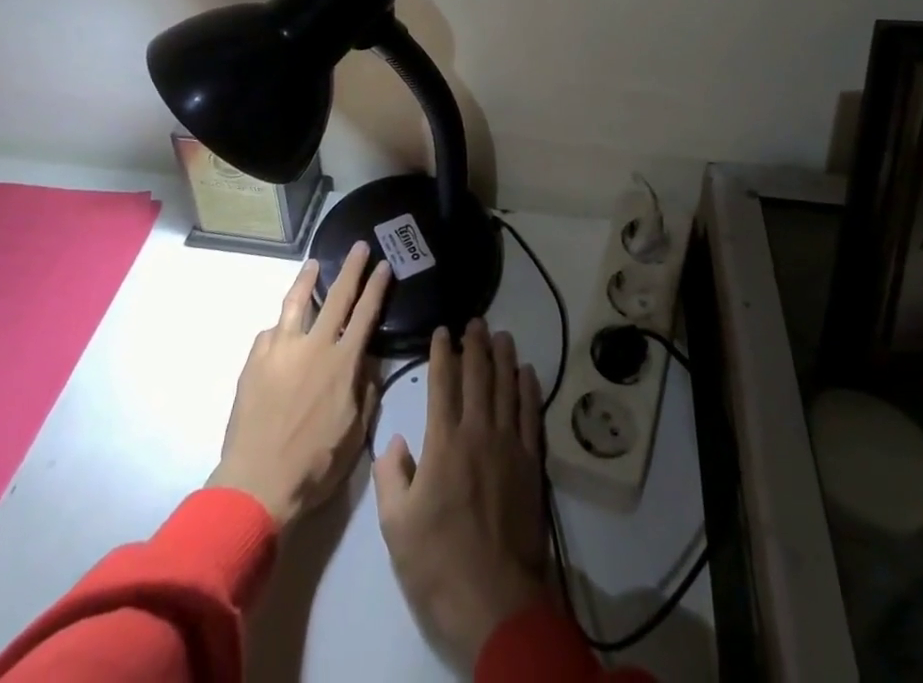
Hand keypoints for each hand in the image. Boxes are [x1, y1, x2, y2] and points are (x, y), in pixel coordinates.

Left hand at [208, 243, 391, 527]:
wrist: (257, 483)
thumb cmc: (314, 465)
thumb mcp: (356, 433)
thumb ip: (365, 392)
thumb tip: (367, 363)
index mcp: (343, 364)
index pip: (366, 314)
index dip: (377, 287)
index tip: (384, 265)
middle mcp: (314, 346)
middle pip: (337, 296)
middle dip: (352, 268)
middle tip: (359, 246)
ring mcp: (281, 350)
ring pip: (296, 302)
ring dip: (306, 280)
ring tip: (313, 264)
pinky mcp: (255, 361)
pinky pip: (271, 334)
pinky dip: (280, 327)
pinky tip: (280, 329)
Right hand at [375, 320, 550, 667]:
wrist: (494, 600)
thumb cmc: (438, 563)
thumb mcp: (396, 526)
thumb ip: (391, 476)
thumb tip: (397, 440)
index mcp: (443, 442)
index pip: (442, 384)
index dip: (442, 353)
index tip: (442, 331)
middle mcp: (478, 432)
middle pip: (478, 376)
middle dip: (475, 345)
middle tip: (475, 321)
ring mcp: (509, 445)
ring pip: (507, 387)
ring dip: (504, 358)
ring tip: (501, 335)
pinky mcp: (531, 463)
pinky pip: (530, 414)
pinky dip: (529, 389)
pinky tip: (527, 373)